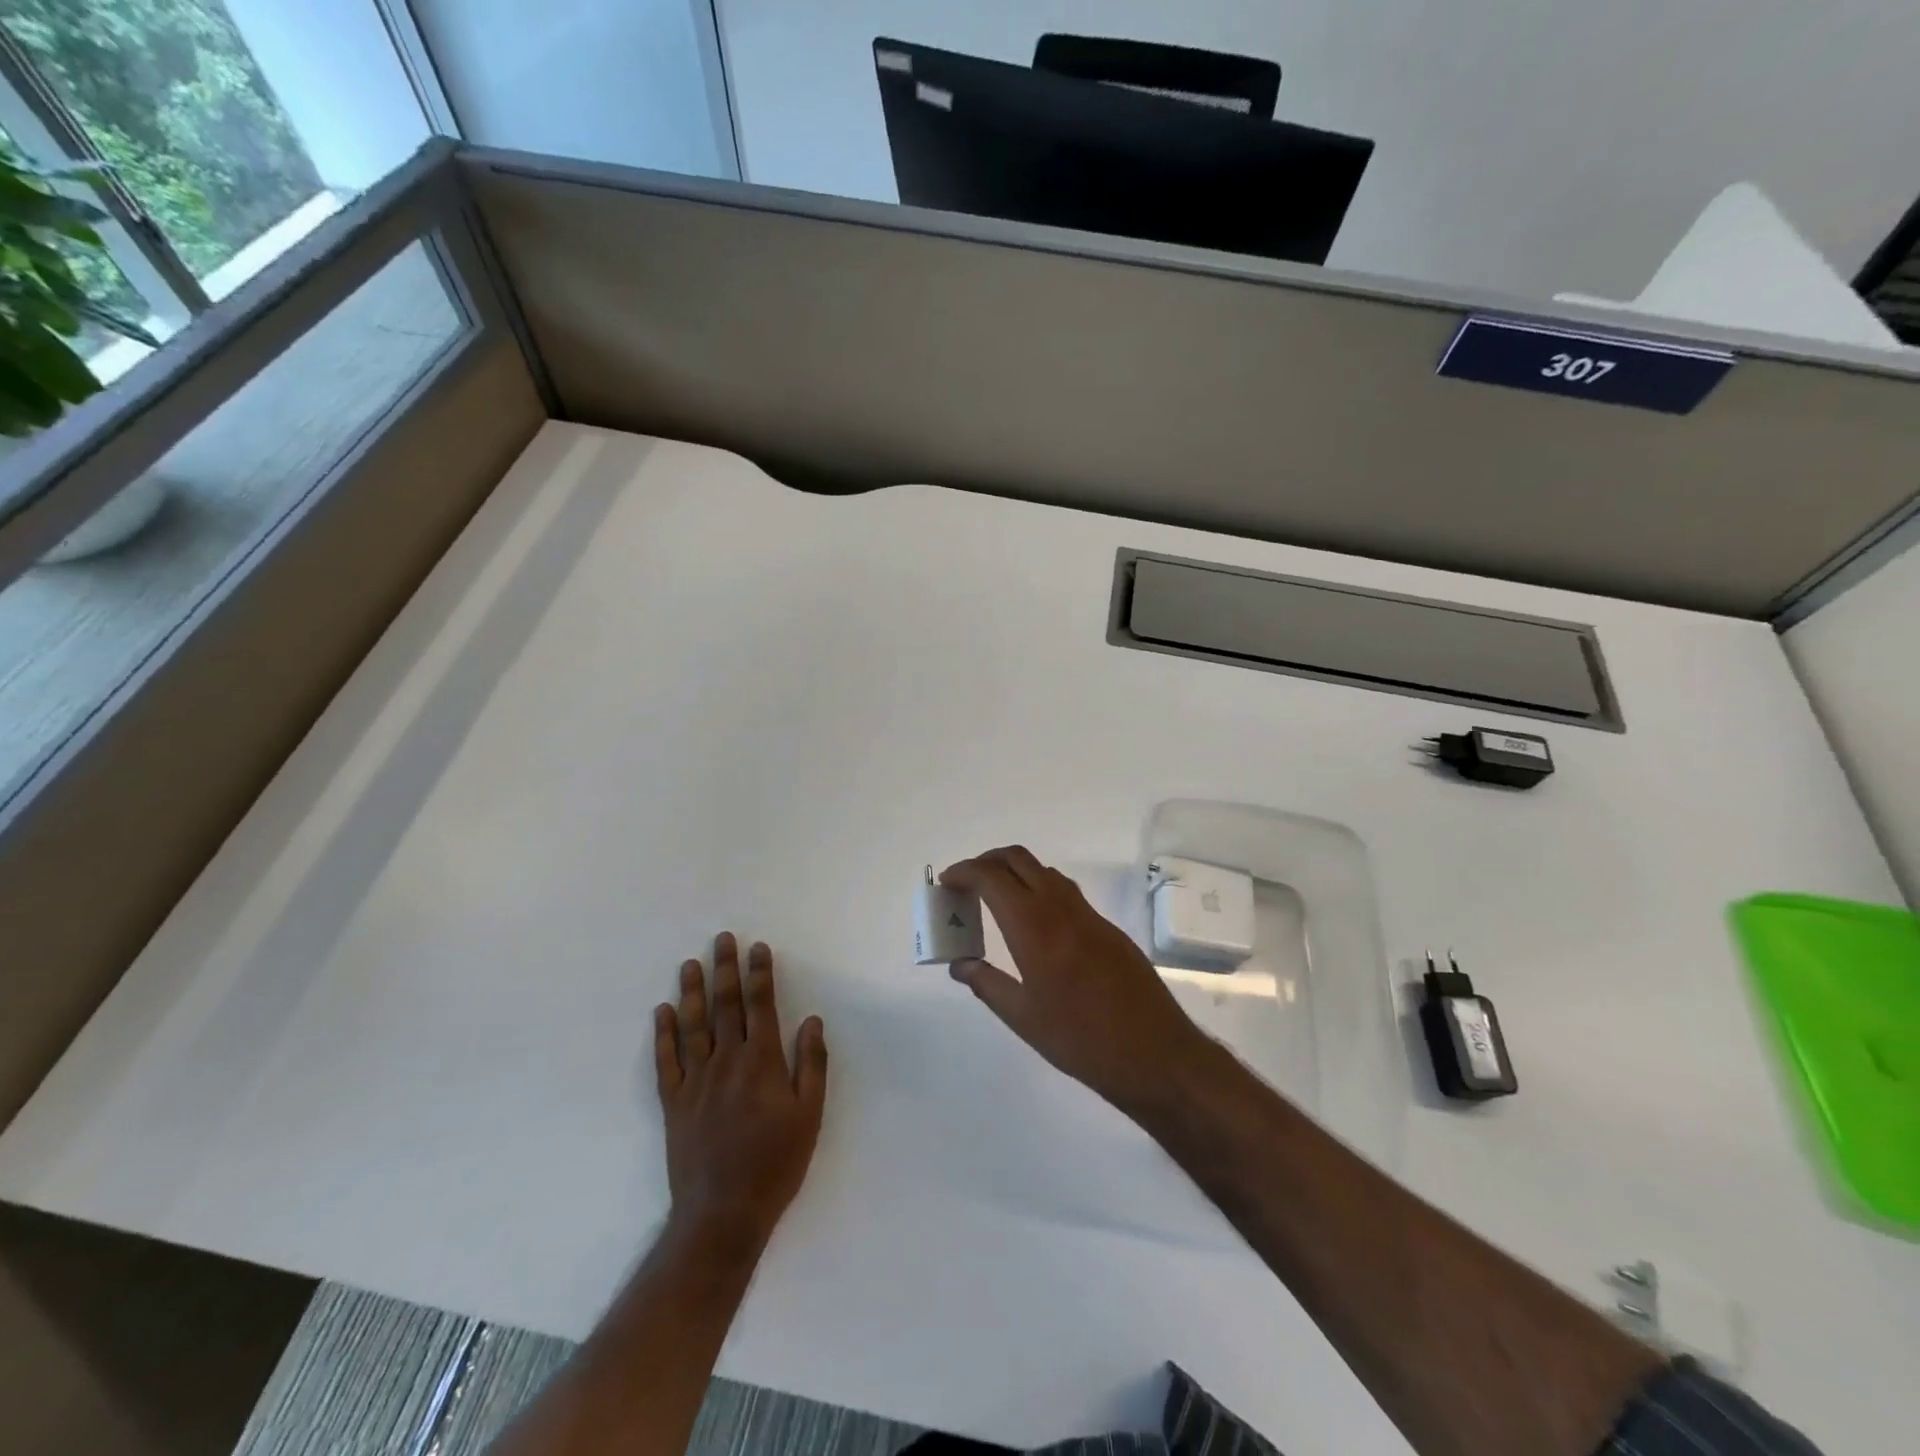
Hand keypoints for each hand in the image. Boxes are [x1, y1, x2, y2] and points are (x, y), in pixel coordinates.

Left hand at [655, 933, 828, 1249]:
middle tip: (722, 939)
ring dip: (692, 992)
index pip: (760, 1005)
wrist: (722, 1213)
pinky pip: (665, 1061)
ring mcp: (695, 1081)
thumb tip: (812, 1020)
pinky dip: (663, 1034)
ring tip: (690, 964)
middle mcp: (726, 1062)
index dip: (759, 973)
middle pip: (725, 1006)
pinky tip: (662, 1012)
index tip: (758, 948)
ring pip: (692, 1026)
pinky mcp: (673, 1103)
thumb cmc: (776, 1163)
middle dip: (725, 969)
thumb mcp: (810, 1115)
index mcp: (762, 1062)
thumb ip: (811, 1064)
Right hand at [941, 846, 1214, 1115]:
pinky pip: (1065, 891)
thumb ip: (986, 983)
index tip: (945, 883)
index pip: (991, 877)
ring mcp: (1088, 914)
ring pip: (1044, 871)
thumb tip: (959, 963)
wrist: (1154, 1053)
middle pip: (1018, 859)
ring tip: (995, 901)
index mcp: (1033, 926)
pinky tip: (1033, 922)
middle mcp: (1060, 907)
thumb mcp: (1022, 1018)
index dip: (963, 872)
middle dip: (987, 861)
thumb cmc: (1080, 1040)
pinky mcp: (1107, 927)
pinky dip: (1039, 888)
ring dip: (1014, 872)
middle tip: (966, 884)